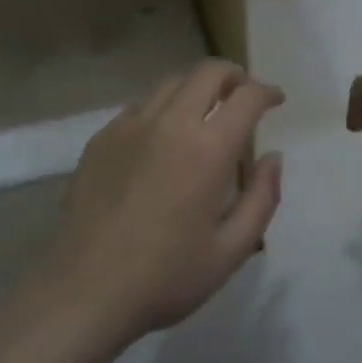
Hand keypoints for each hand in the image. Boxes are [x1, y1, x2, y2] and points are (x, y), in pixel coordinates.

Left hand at [41, 59, 284, 342]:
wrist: (85, 291)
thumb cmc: (166, 276)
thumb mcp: (231, 250)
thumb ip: (262, 198)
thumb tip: (272, 158)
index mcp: (208, 149)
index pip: (246, 97)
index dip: (267, 91)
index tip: (276, 99)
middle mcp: (170, 124)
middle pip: (208, 72)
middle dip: (233, 76)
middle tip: (242, 96)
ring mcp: (130, 127)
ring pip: (171, 84)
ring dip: (196, 90)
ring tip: (203, 116)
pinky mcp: (101, 138)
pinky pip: (139, 108)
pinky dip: (161, 111)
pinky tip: (160, 141)